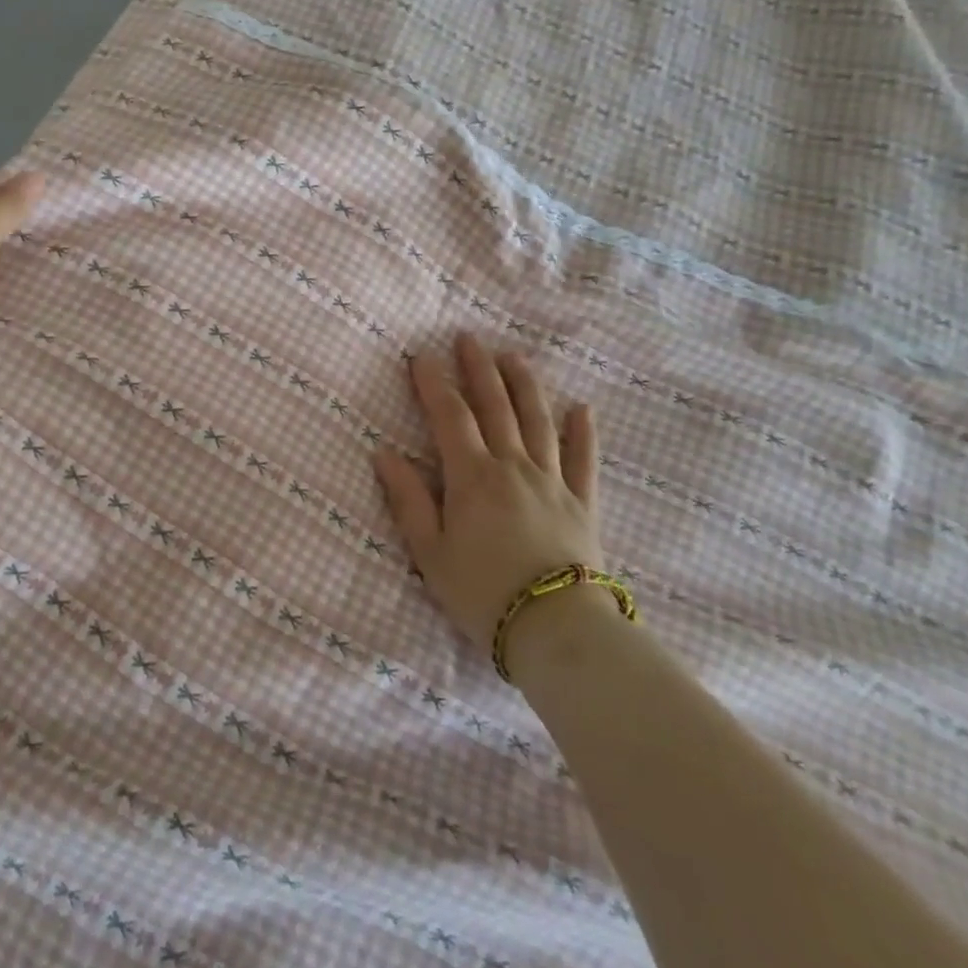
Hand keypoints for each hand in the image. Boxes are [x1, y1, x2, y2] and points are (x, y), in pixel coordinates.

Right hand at [374, 334, 604, 651]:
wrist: (556, 629)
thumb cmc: (482, 592)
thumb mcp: (430, 551)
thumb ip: (408, 499)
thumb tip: (384, 453)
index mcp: (473, 477)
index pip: (450, 417)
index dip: (433, 383)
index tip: (421, 356)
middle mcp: (513, 467)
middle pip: (496, 407)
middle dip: (479, 369)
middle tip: (468, 338)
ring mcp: (552, 481)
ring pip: (539, 421)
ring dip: (525, 385)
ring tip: (514, 357)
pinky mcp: (583, 503)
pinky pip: (584, 459)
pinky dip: (583, 432)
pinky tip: (582, 409)